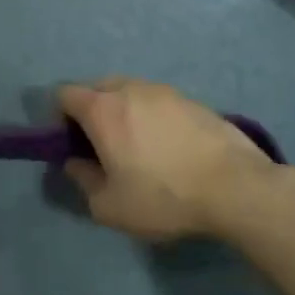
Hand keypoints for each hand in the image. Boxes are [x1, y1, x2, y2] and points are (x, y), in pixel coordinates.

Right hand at [57, 77, 284, 242]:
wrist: (236, 187)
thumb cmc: (164, 196)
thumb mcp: (110, 206)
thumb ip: (83, 180)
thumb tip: (75, 163)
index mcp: (103, 109)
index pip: (64, 94)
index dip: (59, 117)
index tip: (71, 145)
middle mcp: (130, 89)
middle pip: (96, 88)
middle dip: (91, 111)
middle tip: (102, 147)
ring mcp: (164, 91)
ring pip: (130, 92)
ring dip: (124, 112)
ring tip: (138, 148)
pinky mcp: (193, 101)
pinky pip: (158, 102)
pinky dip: (152, 117)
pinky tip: (169, 148)